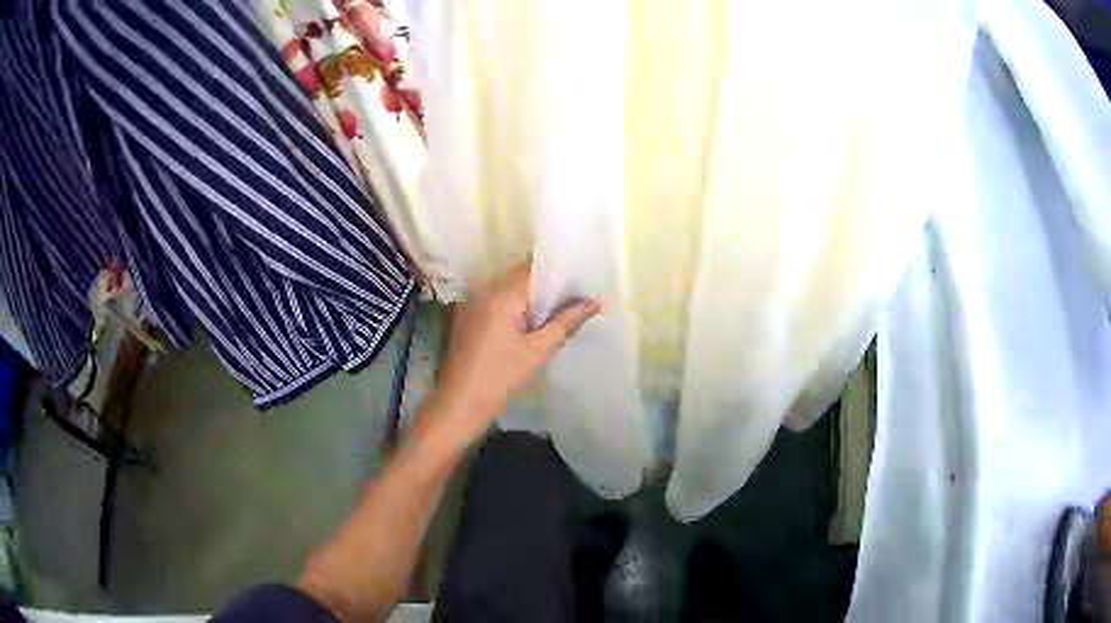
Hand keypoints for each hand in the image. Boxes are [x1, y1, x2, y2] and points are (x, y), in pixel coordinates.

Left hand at [427, 263, 600, 445]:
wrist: (460, 402)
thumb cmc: (501, 376)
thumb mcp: (538, 350)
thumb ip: (566, 321)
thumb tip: (595, 302)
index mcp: (501, 294)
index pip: (535, 269)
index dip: (559, 276)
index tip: (581, 285)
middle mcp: (484, 289)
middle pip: (521, 276)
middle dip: (547, 287)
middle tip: (573, 300)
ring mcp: (472, 301)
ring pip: (509, 288)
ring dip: (531, 297)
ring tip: (556, 311)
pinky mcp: (467, 315)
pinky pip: (496, 300)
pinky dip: (514, 306)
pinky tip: (530, 323)